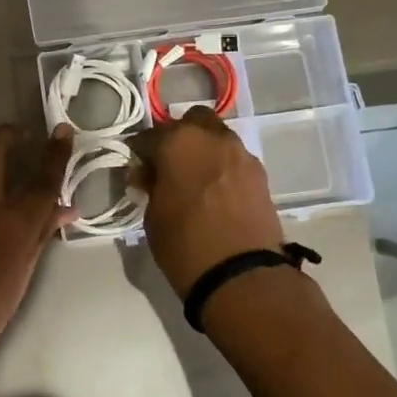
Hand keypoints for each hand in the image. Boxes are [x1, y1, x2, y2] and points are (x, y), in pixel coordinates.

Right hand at [129, 108, 283, 296]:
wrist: (241, 275)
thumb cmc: (184, 244)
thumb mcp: (153, 216)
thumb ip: (151, 186)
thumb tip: (148, 174)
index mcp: (179, 142)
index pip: (150, 136)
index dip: (140, 151)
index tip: (136, 165)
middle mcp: (213, 138)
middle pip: (192, 122)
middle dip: (179, 137)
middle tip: (168, 164)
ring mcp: (241, 154)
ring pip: (218, 138)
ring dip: (204, 150)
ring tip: (194, 179)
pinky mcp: (261, 174)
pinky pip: (234, 160)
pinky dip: (223, 168)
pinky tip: (215, 192)